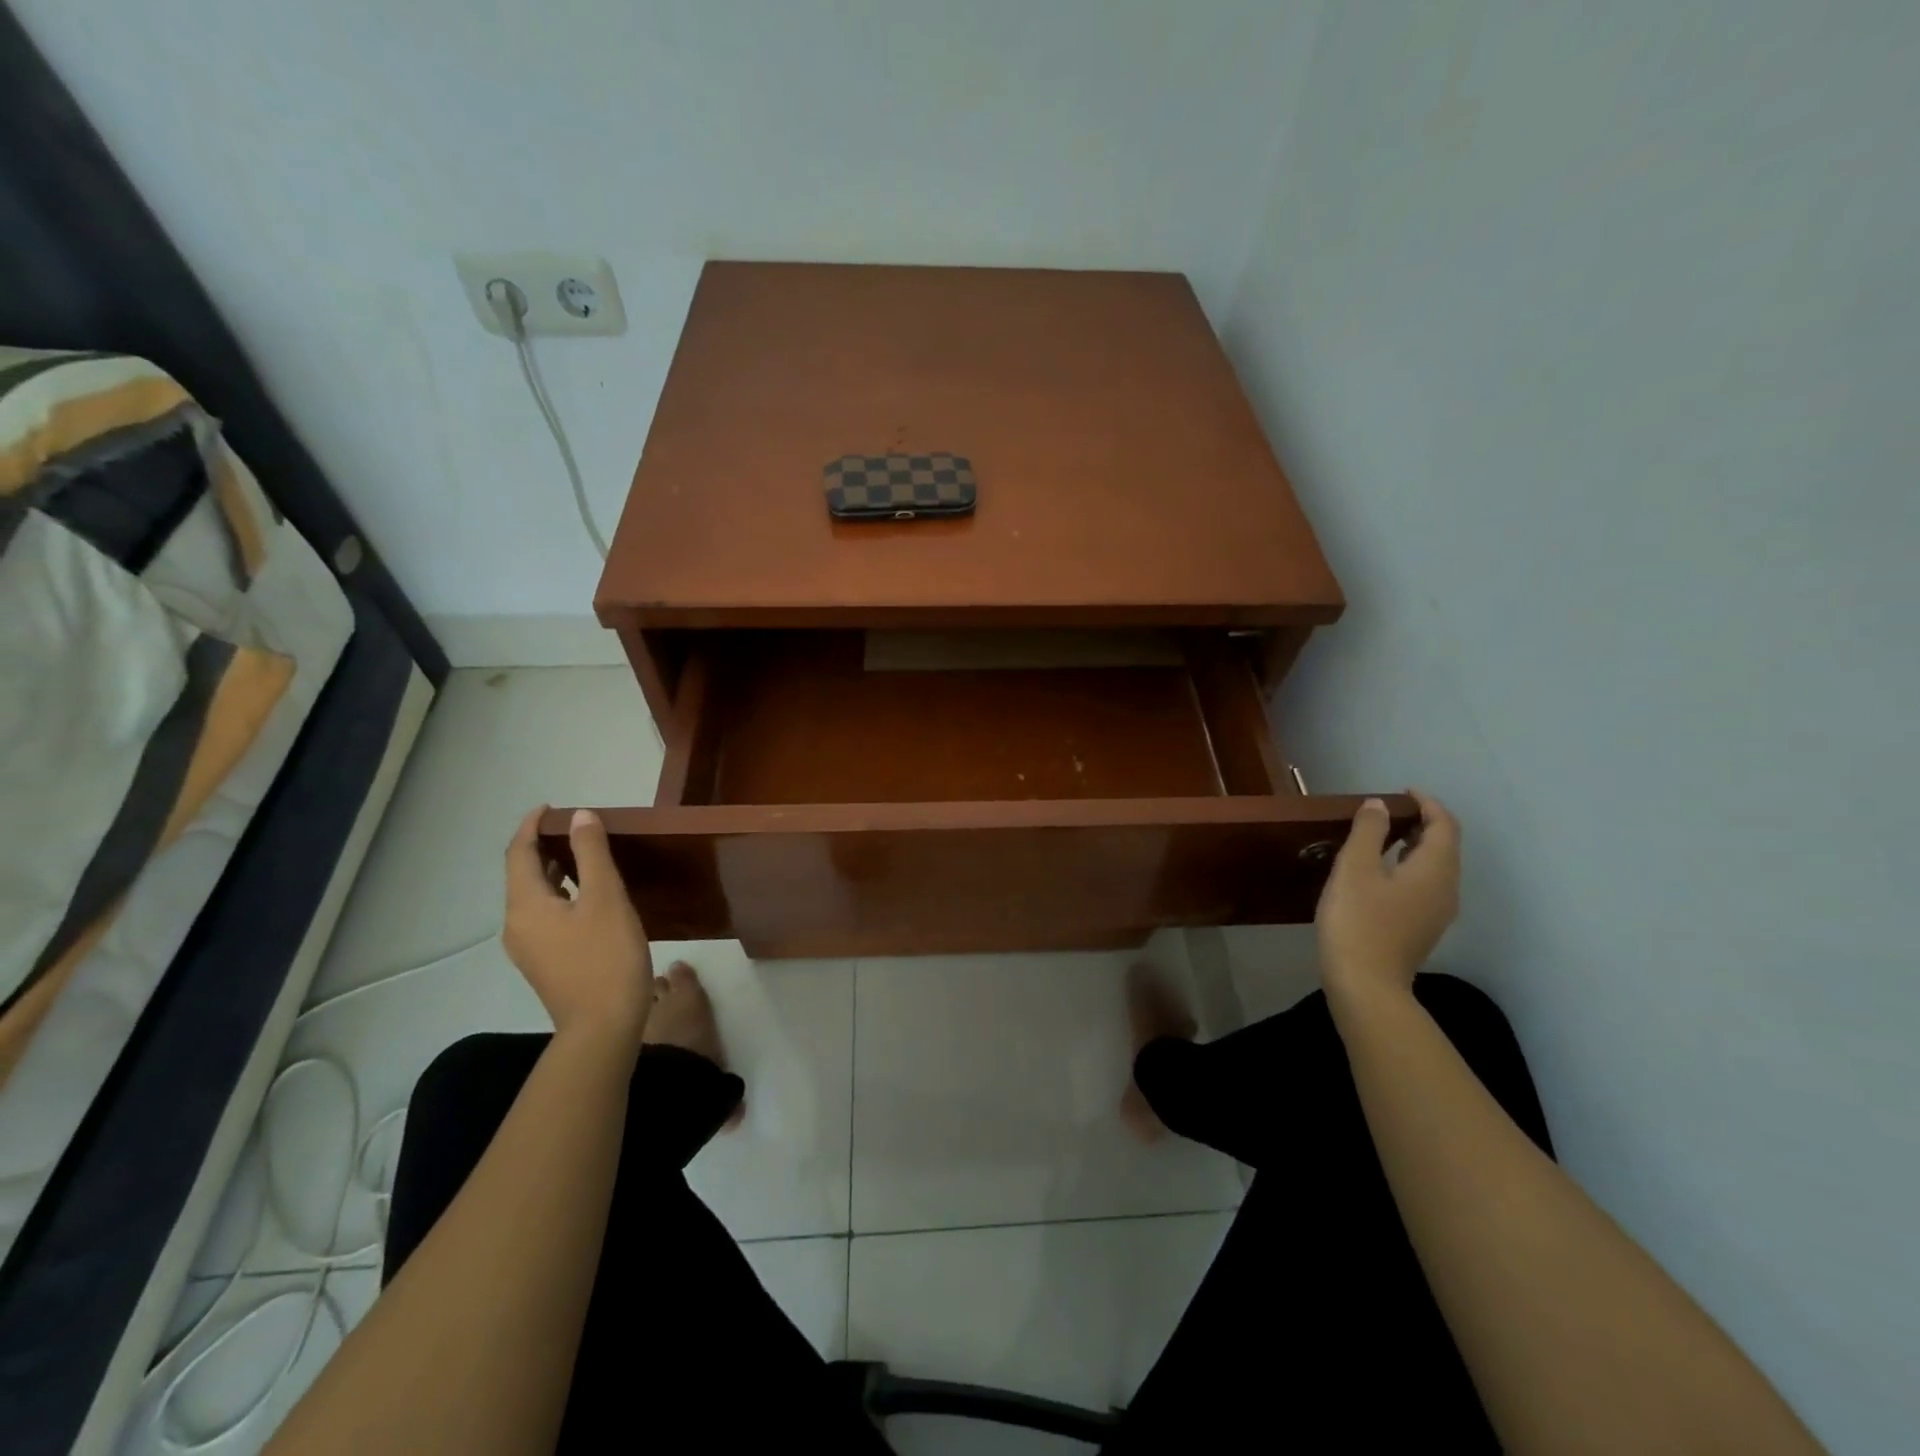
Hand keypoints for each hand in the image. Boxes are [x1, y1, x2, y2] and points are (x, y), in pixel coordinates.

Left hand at [503, 807, 651, 1048]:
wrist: (602, 1027)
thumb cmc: (606, 958)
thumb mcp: (606, 898)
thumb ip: (592, 853)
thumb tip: (580, 817)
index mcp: (526, 906)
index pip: (519, 854)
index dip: (532, 826)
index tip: (553, 807)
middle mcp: (517, 925)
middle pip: (522, 875)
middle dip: (543, 846)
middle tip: (576, 828)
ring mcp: (528, 948)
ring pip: (534, 896)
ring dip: (553, 871)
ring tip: (584, 855)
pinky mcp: (544, 962)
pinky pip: (545, 915)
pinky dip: (560, 893)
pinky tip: (588, 896)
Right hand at [1315, 791, 1460, 1010]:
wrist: (1365, 984)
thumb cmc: (1358, 920)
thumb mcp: (1354, 868)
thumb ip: (1368, 831)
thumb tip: (1379, 805)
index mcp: (1435, 869)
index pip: (1444, 825)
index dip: (1427, 803)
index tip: (1402, 792)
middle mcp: (1446, 888)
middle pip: (1445, 846)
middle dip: (1422, 823)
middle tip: (1388, 812)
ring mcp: (1438, 912)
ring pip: (1436, 867)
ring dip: (1415, 846)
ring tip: (1383, 837)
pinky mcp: (1423, 928)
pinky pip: (1426, 885)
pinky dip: (1410, 867)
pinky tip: (1381, 872)